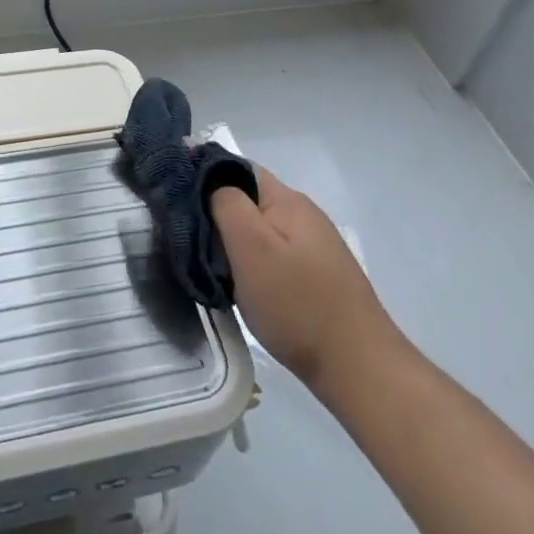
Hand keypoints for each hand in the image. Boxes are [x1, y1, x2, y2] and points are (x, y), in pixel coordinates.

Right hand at [212, 169, 400, 391]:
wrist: (357, 366)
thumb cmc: (296, 303)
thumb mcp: (250, 246)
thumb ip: (227, 204)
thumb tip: (213, 184)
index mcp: (287, 199)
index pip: (238, 168)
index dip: (205, 175)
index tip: (176, 197)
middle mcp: (303, 214)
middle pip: (249, 199)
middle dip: (217, 213)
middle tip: (190, 238)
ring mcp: (314, 245)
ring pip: (261, 229)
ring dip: (234, 241)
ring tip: (211, 265)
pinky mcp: (318, 275)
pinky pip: (275, 254)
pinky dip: (253, 262)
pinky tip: (243, 285)